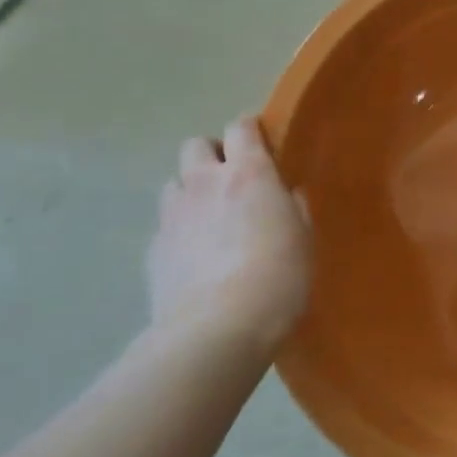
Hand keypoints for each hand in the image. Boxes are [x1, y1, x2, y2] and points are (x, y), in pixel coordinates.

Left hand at [145, 116, 311, 353]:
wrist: (218, 328)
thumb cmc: (278, 276)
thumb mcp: (303, 239)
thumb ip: (292, 208)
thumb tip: (285, 195)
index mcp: (248, 173)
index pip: (241, 128)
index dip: (250, 130)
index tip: (262, 142)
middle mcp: (205, 182)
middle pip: (197, 145)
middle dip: (213, 155)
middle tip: (233, 181)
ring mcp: (173, 214)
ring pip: (175, 182)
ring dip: (192, 190)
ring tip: (211, 218)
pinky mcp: (153, 248)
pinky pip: (166, 224)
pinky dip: (180, 229)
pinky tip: (196, 256)